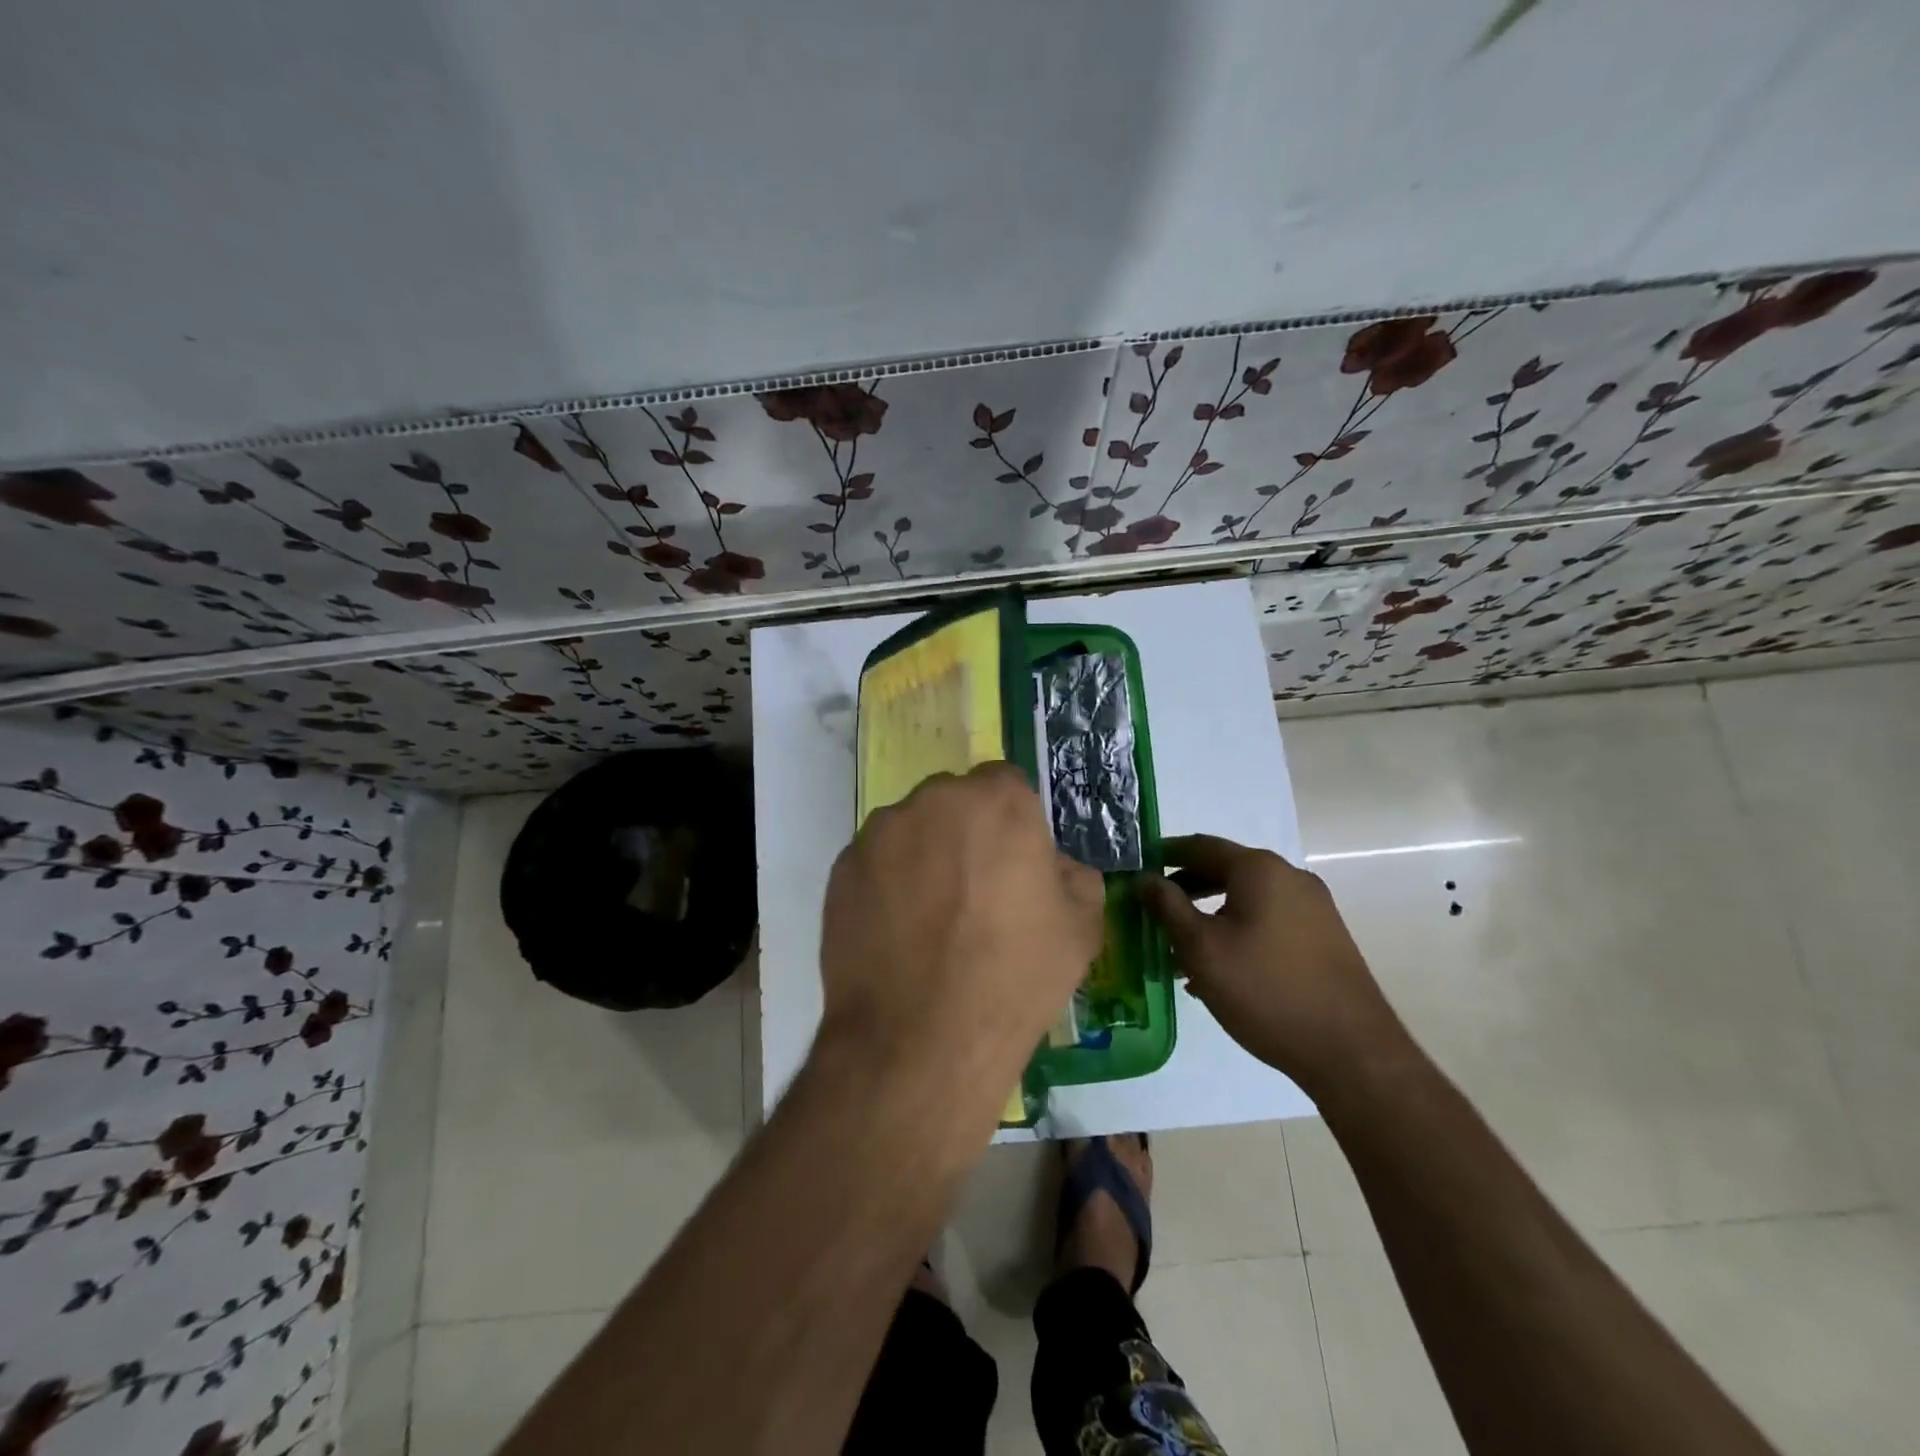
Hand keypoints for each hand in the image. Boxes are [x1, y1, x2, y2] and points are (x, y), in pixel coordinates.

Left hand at [817, 762, 1104, 1120]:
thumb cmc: (1013, 979)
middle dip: (966, 831)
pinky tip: (896, 934)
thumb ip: (1075, 877)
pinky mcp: (842, 869)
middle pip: (954, 801)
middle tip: (973, 890)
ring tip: (929, 919)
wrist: (919, 1040)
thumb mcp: (1081, 929)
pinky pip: (875, 863)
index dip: (1013, 820)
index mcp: (997, 802)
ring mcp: (880, 833)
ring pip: (910, 829)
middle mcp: (934, 801)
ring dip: (923, 855)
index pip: (1007, 783)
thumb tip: (1054, 866)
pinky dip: (887, 884)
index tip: (1015, 860)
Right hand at [1139, 834, 1407, 1095]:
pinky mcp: (1324, 937)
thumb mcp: (1201, 948)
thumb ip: (1168, 906)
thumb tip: (1145, 878)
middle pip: (1225, 870)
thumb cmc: (1264, 990)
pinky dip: (1238, 931)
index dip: (1164, 855)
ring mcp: (1313, 907)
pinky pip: (1269, 920)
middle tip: (1153, 913)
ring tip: (1181, 950)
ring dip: (1210, 915)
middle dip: (1185, 889)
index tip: (1137, 870)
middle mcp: (1290, 877)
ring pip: (1246, 899)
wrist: (1351, 1052)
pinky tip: (1221, 970)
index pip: (1200, 845)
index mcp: (1259, 869)